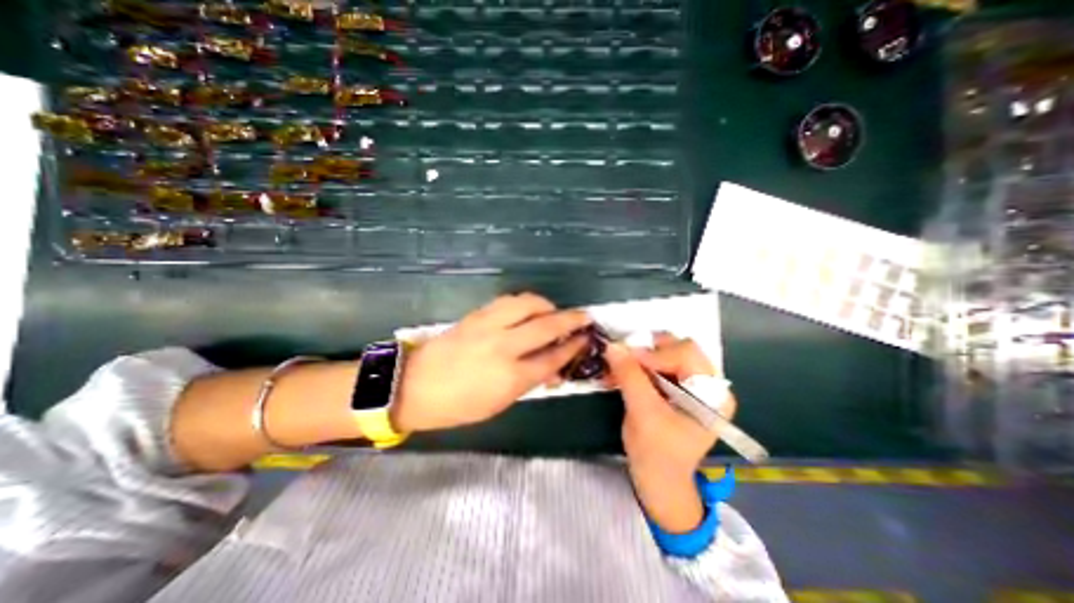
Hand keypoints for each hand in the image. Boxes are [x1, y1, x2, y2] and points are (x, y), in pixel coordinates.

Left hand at [388, 291, 586, 431]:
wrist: (414, 385)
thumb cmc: (458, 405)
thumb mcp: (500, 403)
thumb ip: (529, 381)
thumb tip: (553, 367)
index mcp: (511, 377)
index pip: (553, 357)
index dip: (573, 347)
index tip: (585, 338)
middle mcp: (504, 346)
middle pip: (547, 325)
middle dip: (571, 319)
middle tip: (584, 316)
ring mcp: (488, 326)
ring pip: (528, 303)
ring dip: (547, 305)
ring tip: (553, 312)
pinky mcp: (477, 315)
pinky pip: (508, 301)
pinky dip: (524, 302)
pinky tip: (528, 309)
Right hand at [607, 331, 733, 533]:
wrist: (659, 482)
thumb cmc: (657, 454)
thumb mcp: (643, 413)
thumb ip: (630, 376)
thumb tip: (613, 346)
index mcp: (713, 393)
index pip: (686, 353)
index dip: (654, 353)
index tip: (625, 359)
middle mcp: (708, 384)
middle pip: (676, 348)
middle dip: (646, 352)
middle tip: (623, 361)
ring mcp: (693, 385)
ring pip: (664, 354)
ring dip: (638, 359)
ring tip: (617, 369)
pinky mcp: (677, 388)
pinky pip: (656, 366)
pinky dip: (637, 367)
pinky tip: (620, 375)